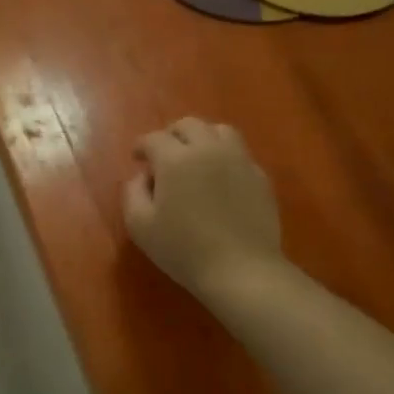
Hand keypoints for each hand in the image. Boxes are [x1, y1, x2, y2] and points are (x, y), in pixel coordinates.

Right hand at [124, 118, 286, 305]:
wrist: (241, 269)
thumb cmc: (183, 249)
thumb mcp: (140, 226)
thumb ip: (133, 193)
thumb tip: (143, 176)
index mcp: (175, 159)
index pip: (154, 138)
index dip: (141, 146)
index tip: (137, 158)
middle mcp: (208, 149)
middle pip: (189, 125)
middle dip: (171, 135)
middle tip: (163, 155)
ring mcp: (239, 160)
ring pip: (219, 131)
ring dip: (202, 137)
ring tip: (195, 158)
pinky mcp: (260, 177)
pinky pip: (240, 153)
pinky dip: (224, 156)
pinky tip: (219, 178)